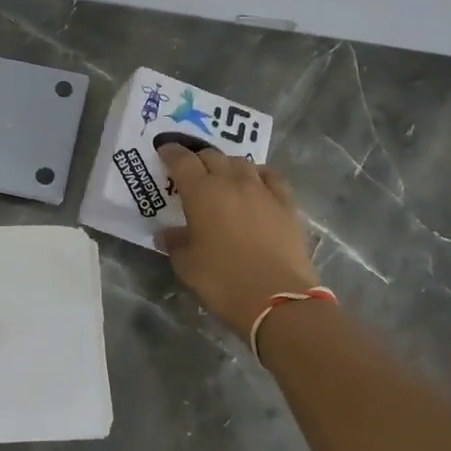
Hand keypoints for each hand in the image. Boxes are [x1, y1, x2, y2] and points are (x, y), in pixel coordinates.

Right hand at [156, 144, 320, 339]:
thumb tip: (167, 234)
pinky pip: (271, 176)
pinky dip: (259, 175)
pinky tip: (257, 184)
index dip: (171, 153)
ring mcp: (262, 190)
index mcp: (201, 193)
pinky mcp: (286, 203)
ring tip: (223, 177)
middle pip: (212, 156)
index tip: (164, 151)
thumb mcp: (187, 266)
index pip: (182, 160)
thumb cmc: (223, 281)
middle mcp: (231, 182)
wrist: (277, 298)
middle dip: (198, 159)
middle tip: (191, 170)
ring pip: (241, 162)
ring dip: (227, 165)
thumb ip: (175, 243)